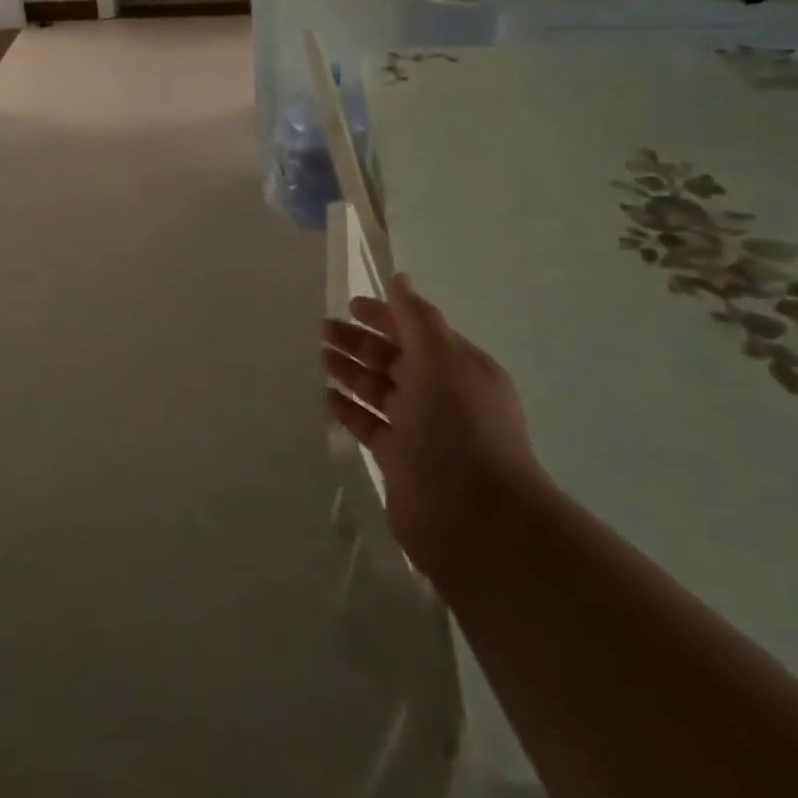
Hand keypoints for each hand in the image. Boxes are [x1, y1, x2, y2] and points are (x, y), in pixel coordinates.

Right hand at [322, 274, 544, 581]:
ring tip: (320, 357)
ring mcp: (422, 430)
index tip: (349, 304)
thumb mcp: (441, 358)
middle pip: (394, 359)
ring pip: (379, 390)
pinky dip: (349, 409)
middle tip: (323, 329)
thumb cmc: (459, 427)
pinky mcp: (401, 461)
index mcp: (459, 367)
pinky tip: (327, 397)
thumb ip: (416, 317)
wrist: (476, 518)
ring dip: (351, 371)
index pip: (416, 330)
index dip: (384, 315)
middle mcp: (442, 395)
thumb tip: (400, 279)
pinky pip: (370, 425)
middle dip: (361, 341)